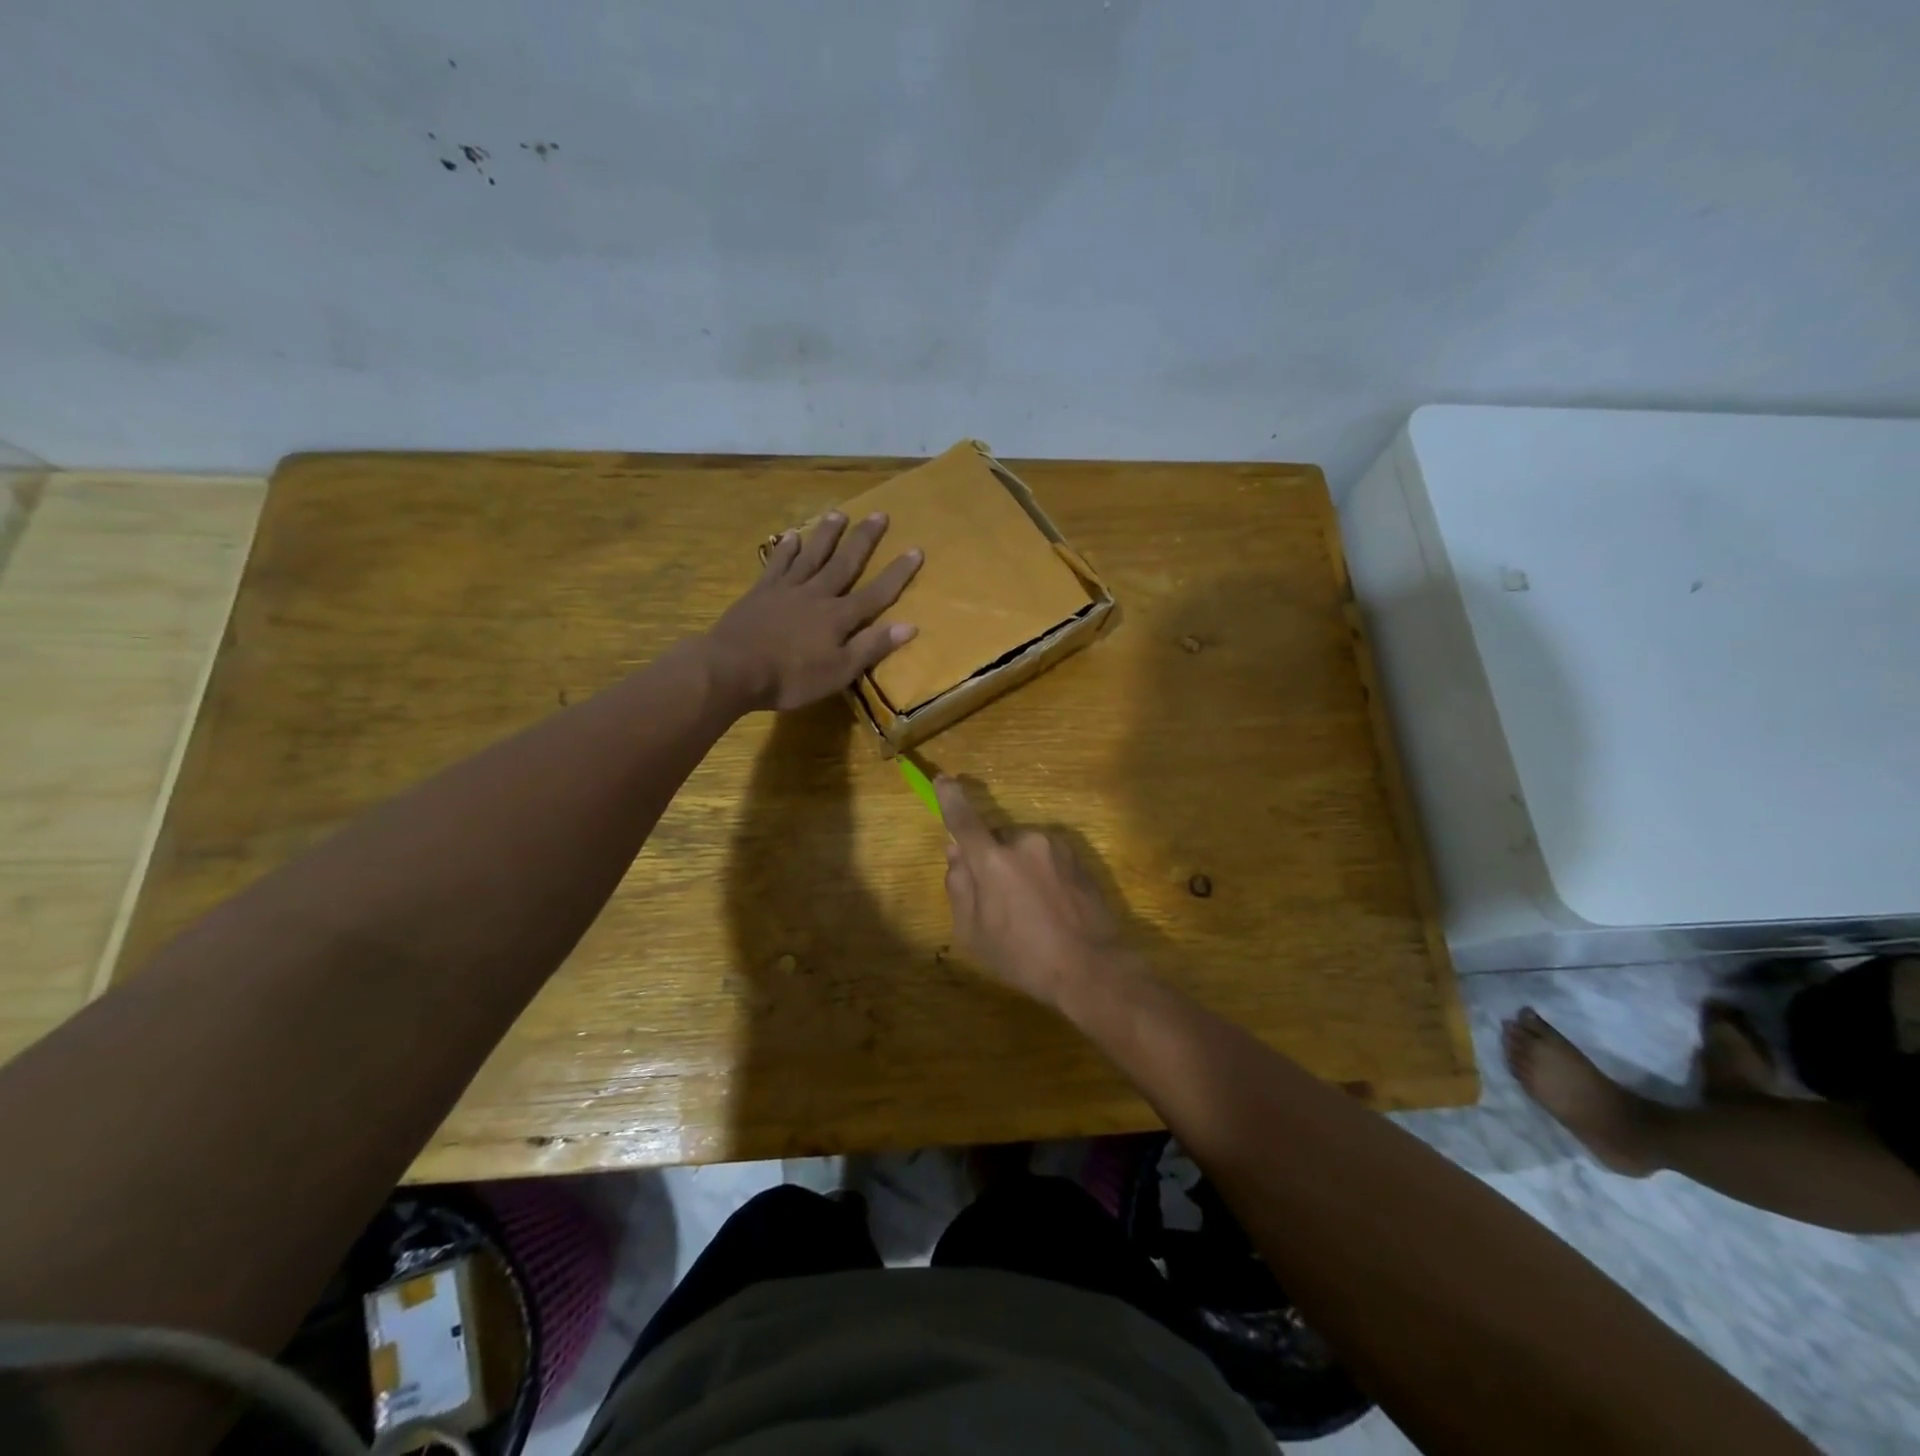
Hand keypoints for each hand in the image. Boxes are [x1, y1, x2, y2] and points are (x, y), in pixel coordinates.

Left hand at [707, 512, 921, 711]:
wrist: (733, 669)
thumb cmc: (791, 678)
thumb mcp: (839, 671)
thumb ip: (872, 646)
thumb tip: (910, 625)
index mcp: (839, 617)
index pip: (877, 593)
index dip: (898, 573)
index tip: (916, 549)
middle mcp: (817, 595)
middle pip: (845, 563)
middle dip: (864, 540)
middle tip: (879, 514)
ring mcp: (787, 590)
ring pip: (812, 555)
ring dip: (827, 534)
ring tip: (839, 513)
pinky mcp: (761, 592)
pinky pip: (778, 564)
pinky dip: (787, 549)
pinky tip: (792, 536)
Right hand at [936, 775, 1132, 1009]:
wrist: (1091, 967)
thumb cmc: (1023, 957)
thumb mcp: (973, 933)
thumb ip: (959, 887)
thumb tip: (955, 853)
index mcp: (993, 861)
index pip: (964, 821)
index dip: (950, 799)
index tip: (943, 780)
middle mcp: (1025, 843)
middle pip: (997, 842)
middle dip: (993, 861)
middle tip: (998, 901)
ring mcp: (1056, 848)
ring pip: (1024, 850)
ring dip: (1020, 868)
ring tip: (1031, 910)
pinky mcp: (1078, 858)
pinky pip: (1048, 858)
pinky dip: (1043, 874)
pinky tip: (1052, 907)